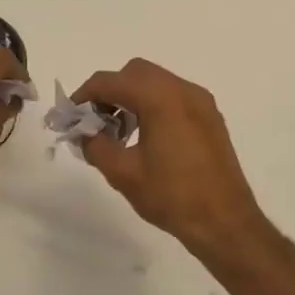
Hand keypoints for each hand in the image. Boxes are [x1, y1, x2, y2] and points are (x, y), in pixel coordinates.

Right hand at [73, 58, 270, 264]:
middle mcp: (184, 91)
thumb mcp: (123, 173)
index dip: (85, 95)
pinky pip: (174, 97)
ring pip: (156, 83)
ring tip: (118, 133)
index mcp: (161, 99)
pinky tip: (145, 138)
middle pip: (135, 73)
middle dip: (110, 92)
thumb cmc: (171, 196)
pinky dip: (153, 105)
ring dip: (131, 97)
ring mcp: (201, 103)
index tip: (71, 116)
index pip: (111, 81)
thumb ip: (96, 145)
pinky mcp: (210, 118)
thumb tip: (84, 133)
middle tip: (95, 122)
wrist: (224, 221)